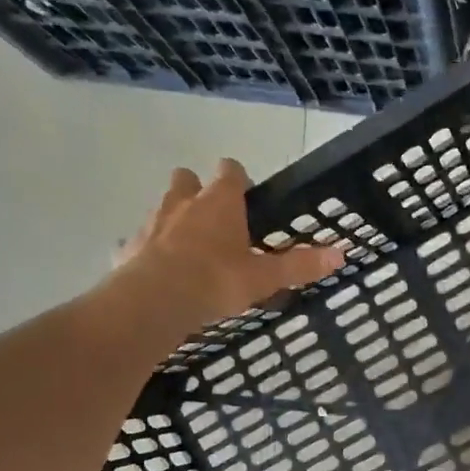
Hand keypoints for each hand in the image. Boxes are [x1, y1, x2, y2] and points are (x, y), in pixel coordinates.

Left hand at [112, 159, 342, 329]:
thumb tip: (341, 254)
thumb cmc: (217, 280)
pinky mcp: (128, 248)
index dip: (237, 177)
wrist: (157, 299)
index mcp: (220, 202)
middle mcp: (183, 202)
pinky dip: (148, 250)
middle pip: (186, 179)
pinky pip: (139, 242)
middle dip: (197, 190)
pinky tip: (157, 270)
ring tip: (188, 247)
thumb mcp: (265, 277)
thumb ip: (300, 265)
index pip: (230, 170)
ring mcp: (152, 223)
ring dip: (173, 218)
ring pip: (162, 208)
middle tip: (212, 217)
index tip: (245, 192)